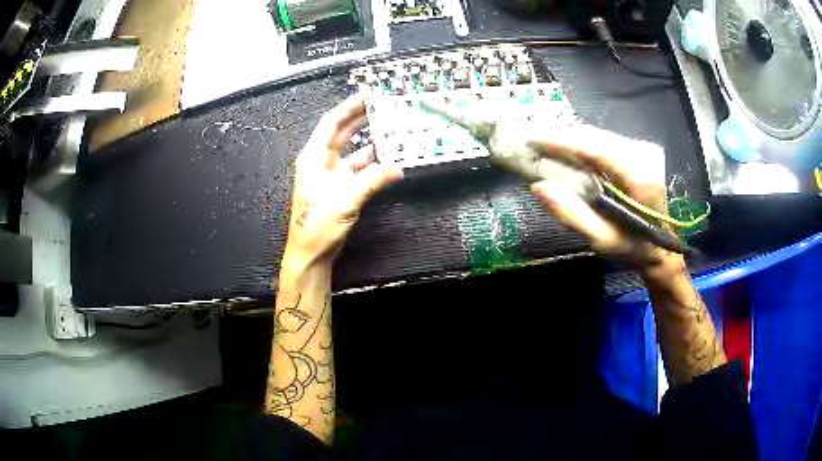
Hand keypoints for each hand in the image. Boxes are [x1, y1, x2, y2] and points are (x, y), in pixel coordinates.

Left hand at [284, 92, 403, 266]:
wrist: (311, 252)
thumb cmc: (318, 225)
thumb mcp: (345, 200)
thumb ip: (372, 181)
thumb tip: (397, 168)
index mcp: (314, 157)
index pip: (331, 123)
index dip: (349, 106)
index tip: (367, 94)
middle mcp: (321, 161)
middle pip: (341, 132)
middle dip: (360, 117)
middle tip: (381, 104)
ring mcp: (331, 174)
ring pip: (352, 149)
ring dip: (369, 139)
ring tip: (389, 128)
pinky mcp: (339, 187)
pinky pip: (358, 168)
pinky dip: (372, 163)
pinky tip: (387, 158)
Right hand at [528, 124, 674, 267]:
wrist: (666, 244)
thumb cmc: (636, 247)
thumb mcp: (604, 240)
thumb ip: (573, 215)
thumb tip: (539, 187)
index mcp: (638, 176)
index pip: (594, 147)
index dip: (561, 140)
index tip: (531, 139)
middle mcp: (641, 154)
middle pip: (594, 136)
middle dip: (561, 137)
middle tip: (531, 142)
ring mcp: (642, 149)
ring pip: (598, 135)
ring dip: (570, 139)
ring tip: (544, 145)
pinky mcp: (639, 150)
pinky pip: (604, 140)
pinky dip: (582, 144)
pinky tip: (568, 151)